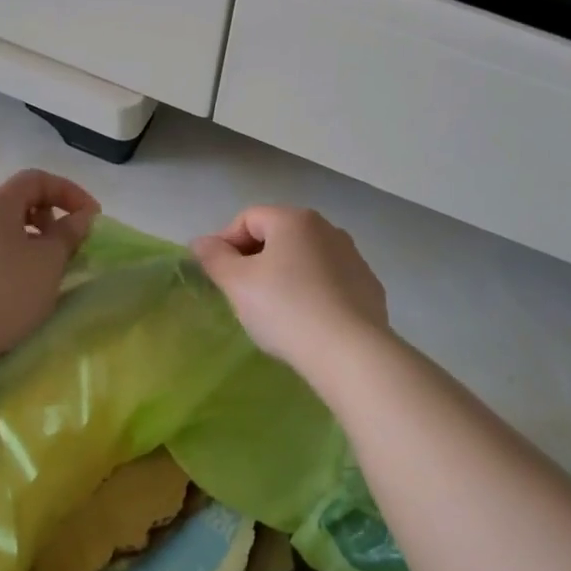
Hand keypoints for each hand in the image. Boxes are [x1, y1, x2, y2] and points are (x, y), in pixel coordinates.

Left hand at [0, 170, 99, 370]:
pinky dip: (13, 259)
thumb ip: (68, 233)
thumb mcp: (49, 260)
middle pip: (18, 202)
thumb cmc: (6, 290)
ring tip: (48, 271)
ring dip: (33, 242)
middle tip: (69, 246)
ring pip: (4, 230)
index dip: (69, 192)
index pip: (37, 179)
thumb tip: (80, 217)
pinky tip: (21, 289)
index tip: (91, 218)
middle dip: (51, 217)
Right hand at [191, 206, 389, 369]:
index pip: (247, 218)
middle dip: (255, 258)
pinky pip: (329, 281)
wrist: (350, 352)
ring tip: (274, 309)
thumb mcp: (237, 284)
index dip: (225, 242)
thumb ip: (214, 257)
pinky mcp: (368, 286)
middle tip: (241, 293)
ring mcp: (353, 257)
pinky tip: (306, 320)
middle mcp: (327, 228)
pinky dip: (312, 291)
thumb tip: (202, 242)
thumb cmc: (285, 309)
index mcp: (294, 220)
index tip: (216, 275)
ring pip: (305, 258)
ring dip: (284, 274)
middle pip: (278, 235)